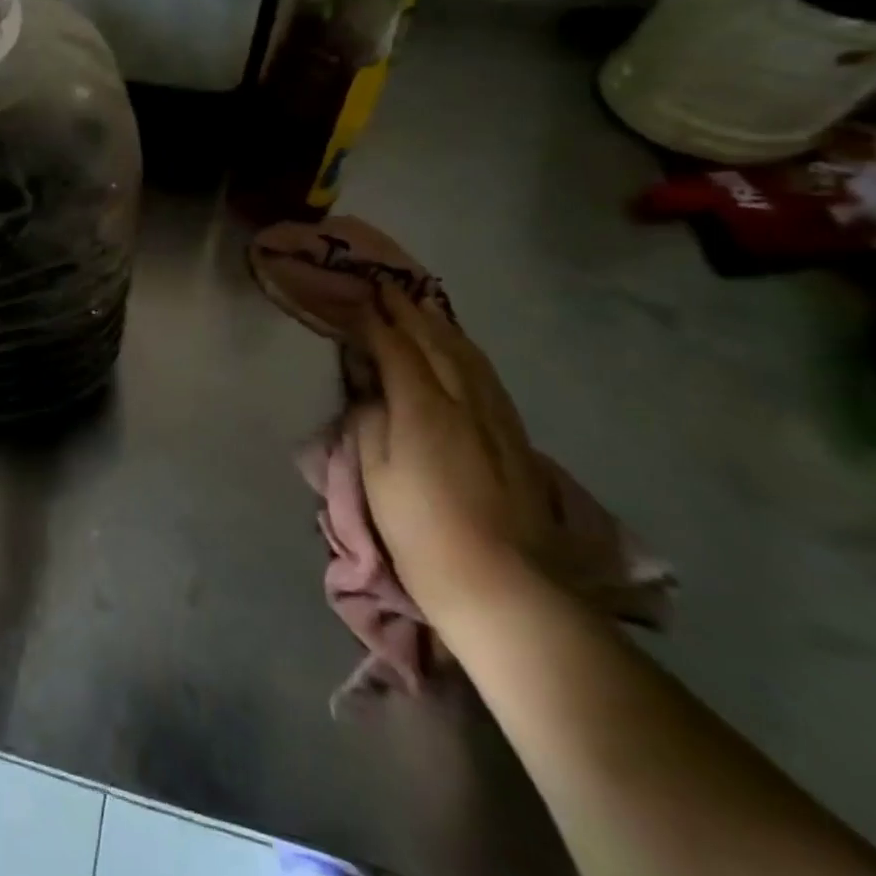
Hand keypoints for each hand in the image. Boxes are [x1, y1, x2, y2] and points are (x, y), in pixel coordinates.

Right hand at [359, 285, 563, 628]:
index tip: (359, 300)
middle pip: (436, 343)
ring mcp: (496, 419)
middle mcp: (464, 402)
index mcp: (423, 409)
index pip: (397, 350)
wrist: (506, 587)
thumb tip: (373, 396)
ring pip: (468, 356)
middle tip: (388, 287)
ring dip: (442, 326)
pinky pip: (487, 377)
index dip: (377, 322)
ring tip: (423, 307)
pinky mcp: (516, 439)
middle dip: (410, 312)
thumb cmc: (423, 532)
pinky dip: (468, 352)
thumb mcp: (376, 477)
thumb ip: (370, 424)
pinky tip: (463, 350)